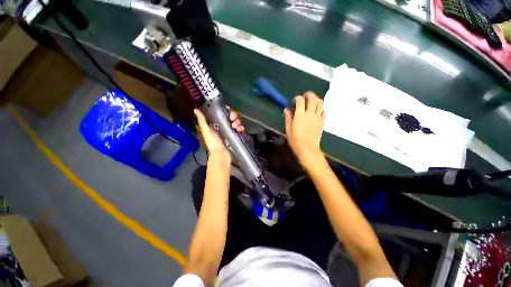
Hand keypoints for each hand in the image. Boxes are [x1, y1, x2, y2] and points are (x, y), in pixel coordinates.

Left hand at [194, 108, 244, 156]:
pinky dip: (241, 128)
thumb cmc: (213, 143)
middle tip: (232, 119)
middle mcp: (224, 126)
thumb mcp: (206, 131)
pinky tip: (239, 130)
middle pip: (231, 116)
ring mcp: (231, 131)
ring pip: (236, 121)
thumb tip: (196, 109)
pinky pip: (240, 128)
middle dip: (233, 116)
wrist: (221, 155)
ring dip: (237, 122)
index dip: (225, 110)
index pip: (222, 113)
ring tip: (235, 127)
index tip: (228, 110)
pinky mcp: (236, 135)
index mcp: (216, 123)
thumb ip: (202, 121)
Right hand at [284, 92, 325, 167]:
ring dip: (317, 99)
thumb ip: (288, 118)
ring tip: (313, 100)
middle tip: (305, 96)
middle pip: (312, 99)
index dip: (297, 98)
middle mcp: (310, 114)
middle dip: (309, 95)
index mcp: (300, 115)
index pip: (300, 100)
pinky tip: (319, 110)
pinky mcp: (322, 122)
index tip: (294, 101)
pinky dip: (322, 109)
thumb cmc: (295, 140)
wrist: (307, 149)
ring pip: (320, 103)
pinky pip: (325, 112)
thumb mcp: (288, 129)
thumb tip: (286, 109)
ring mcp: (317, 118)